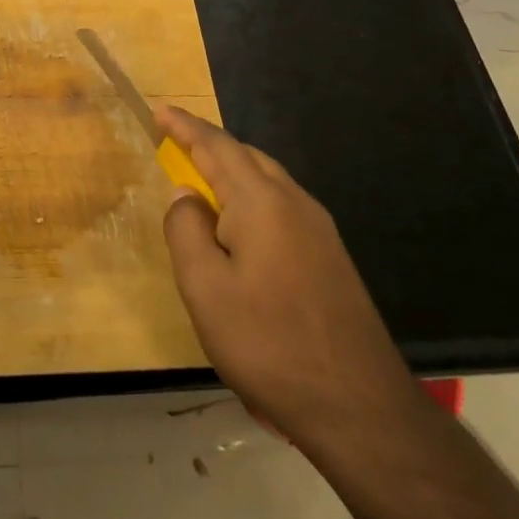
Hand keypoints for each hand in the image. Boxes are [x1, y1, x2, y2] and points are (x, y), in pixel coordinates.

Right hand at [158, 107, 421, 454]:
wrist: (360, 407)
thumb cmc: (269, 344)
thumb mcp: (205, 289)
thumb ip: (186, 230)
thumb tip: (186, 195)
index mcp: (261, 202)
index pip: (215, 146)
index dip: (183, 126)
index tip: (158, 110)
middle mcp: (294, 203)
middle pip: (245, 155)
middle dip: (207, 144)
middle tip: (173, 142)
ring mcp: (319, 229)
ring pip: (266, 179)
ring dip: (230, 169)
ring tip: (200, 180)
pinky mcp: (330, 255)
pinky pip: (281, 204)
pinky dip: (250, 195)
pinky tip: (239, 225)